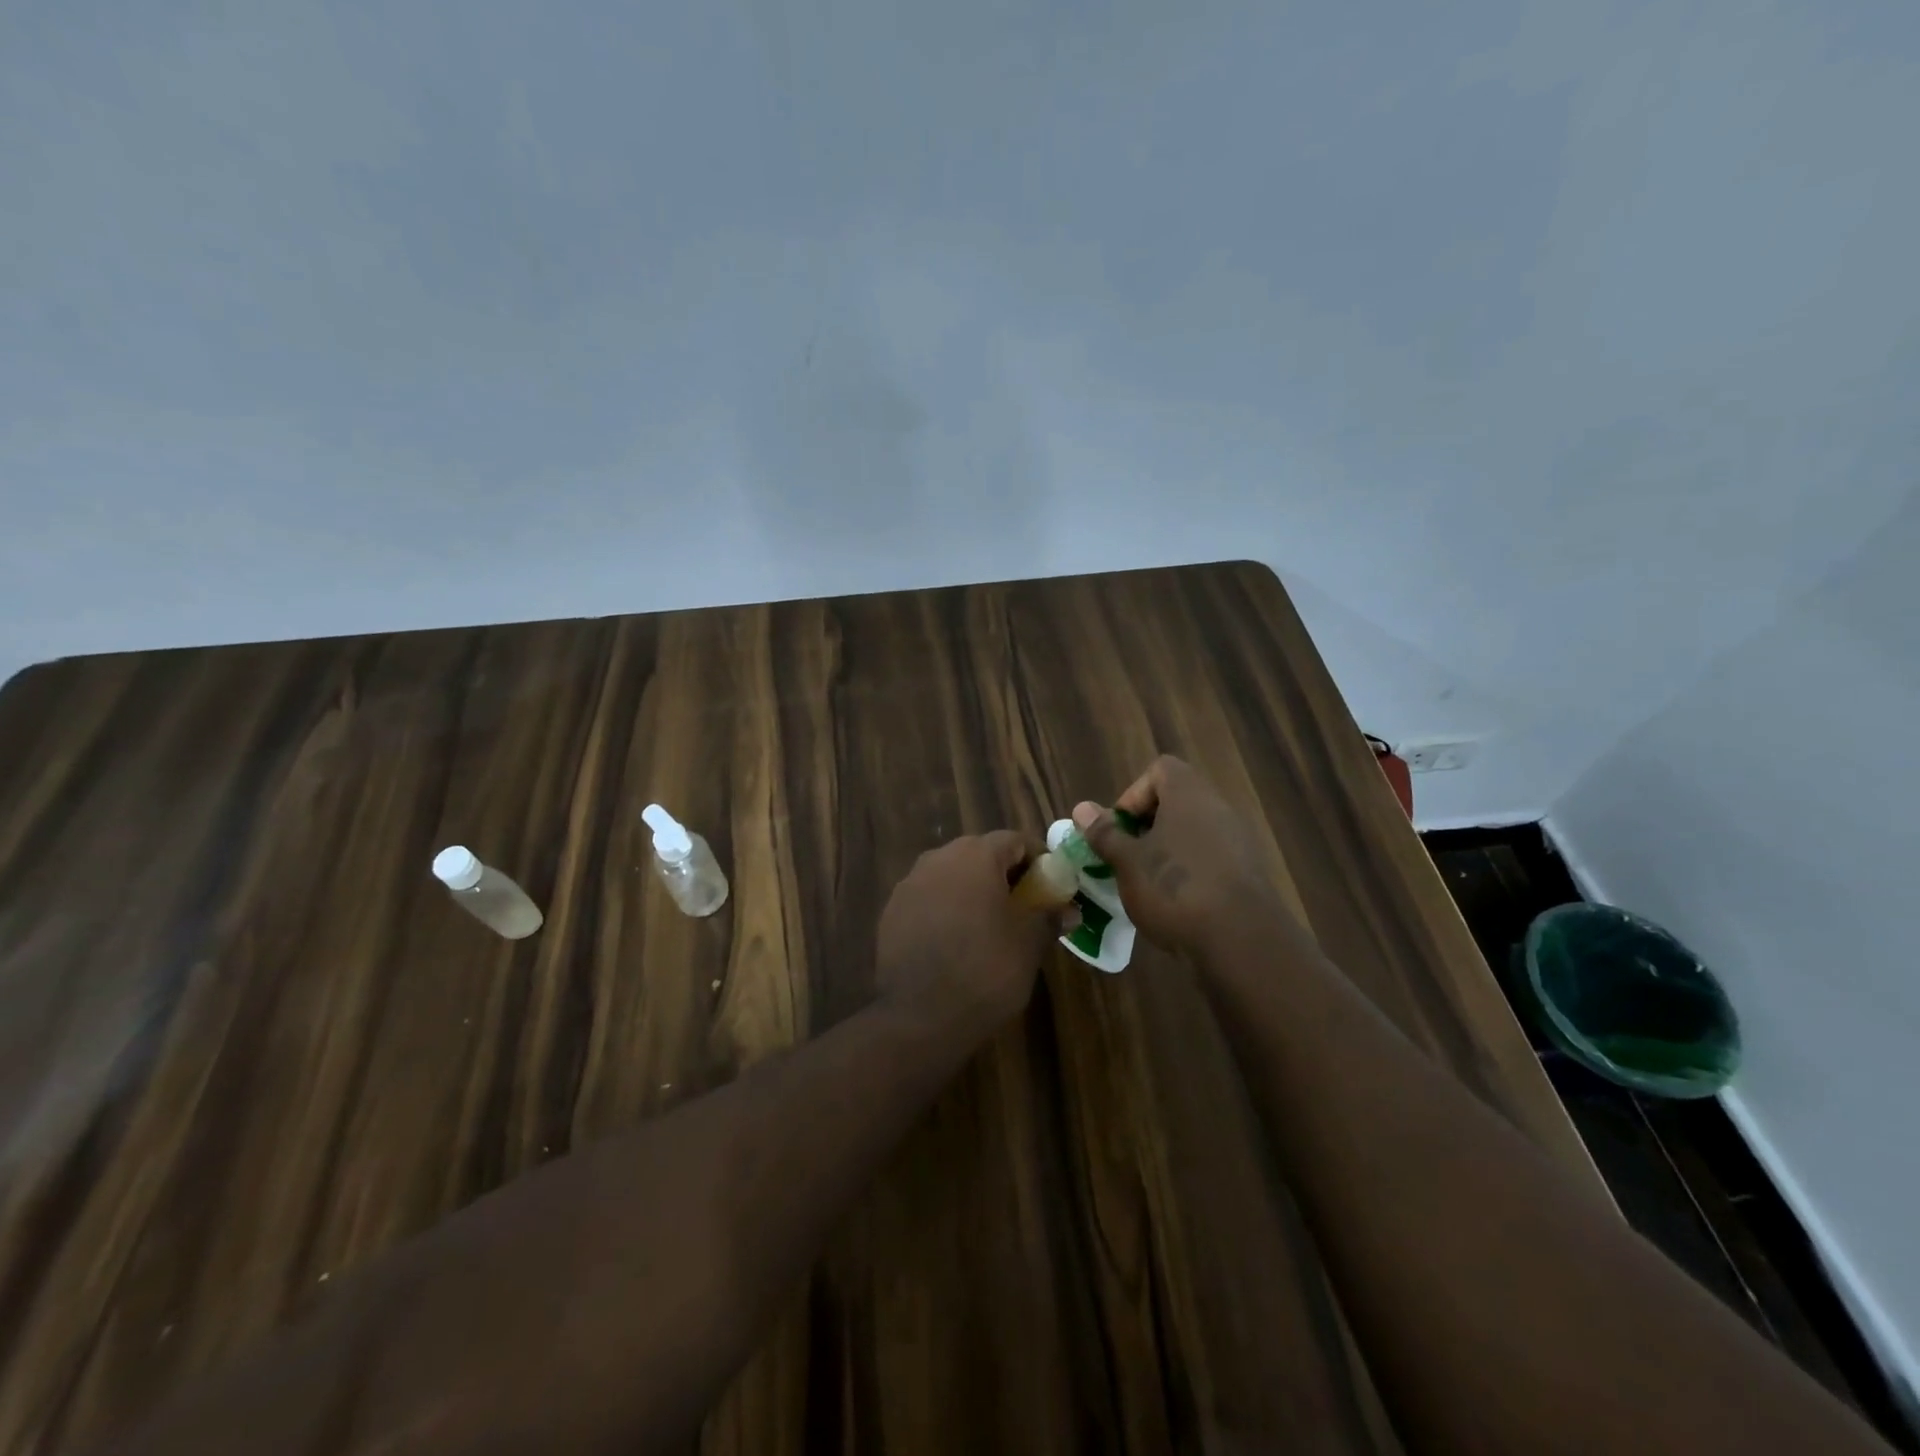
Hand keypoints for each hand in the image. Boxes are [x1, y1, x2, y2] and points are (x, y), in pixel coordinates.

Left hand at [876, 831, 1057, 1045]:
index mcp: (975, 856)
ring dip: (973, 890)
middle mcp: (938, 858)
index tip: (1052, 885)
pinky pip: (928, 898)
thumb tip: (1069, 910)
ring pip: (951, 875)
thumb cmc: (986, 969)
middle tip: (1026, 905)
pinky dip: (946, 909)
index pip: (1015, 840)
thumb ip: (1050, 917)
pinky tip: (956, 940)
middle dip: (1005, 874)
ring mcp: (909, 884)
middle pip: (980, 854)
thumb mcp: (1029, 943)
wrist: (920, 1016)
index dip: (1038, 859)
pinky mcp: (891, 911)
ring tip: (990, 924)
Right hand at [1073, 756, 1280, 953]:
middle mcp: (1218, 809)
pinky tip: (1176, 905)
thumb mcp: (1127, 861)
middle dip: (1146, 828)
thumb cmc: (1174, 888)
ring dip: (1167, 853)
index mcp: (1189, 794)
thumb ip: (1105, 833)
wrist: (1241, 942)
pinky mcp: (1248, 874)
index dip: (1134, 795)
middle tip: (1127, 858)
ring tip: (1147, 885)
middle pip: (1176, 803)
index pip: (1160, 770)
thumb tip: (1082, 808)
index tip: (1119, 829)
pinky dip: (1190, 874)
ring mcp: (1238, 842)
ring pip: (1192, 834)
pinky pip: (1211, 860)